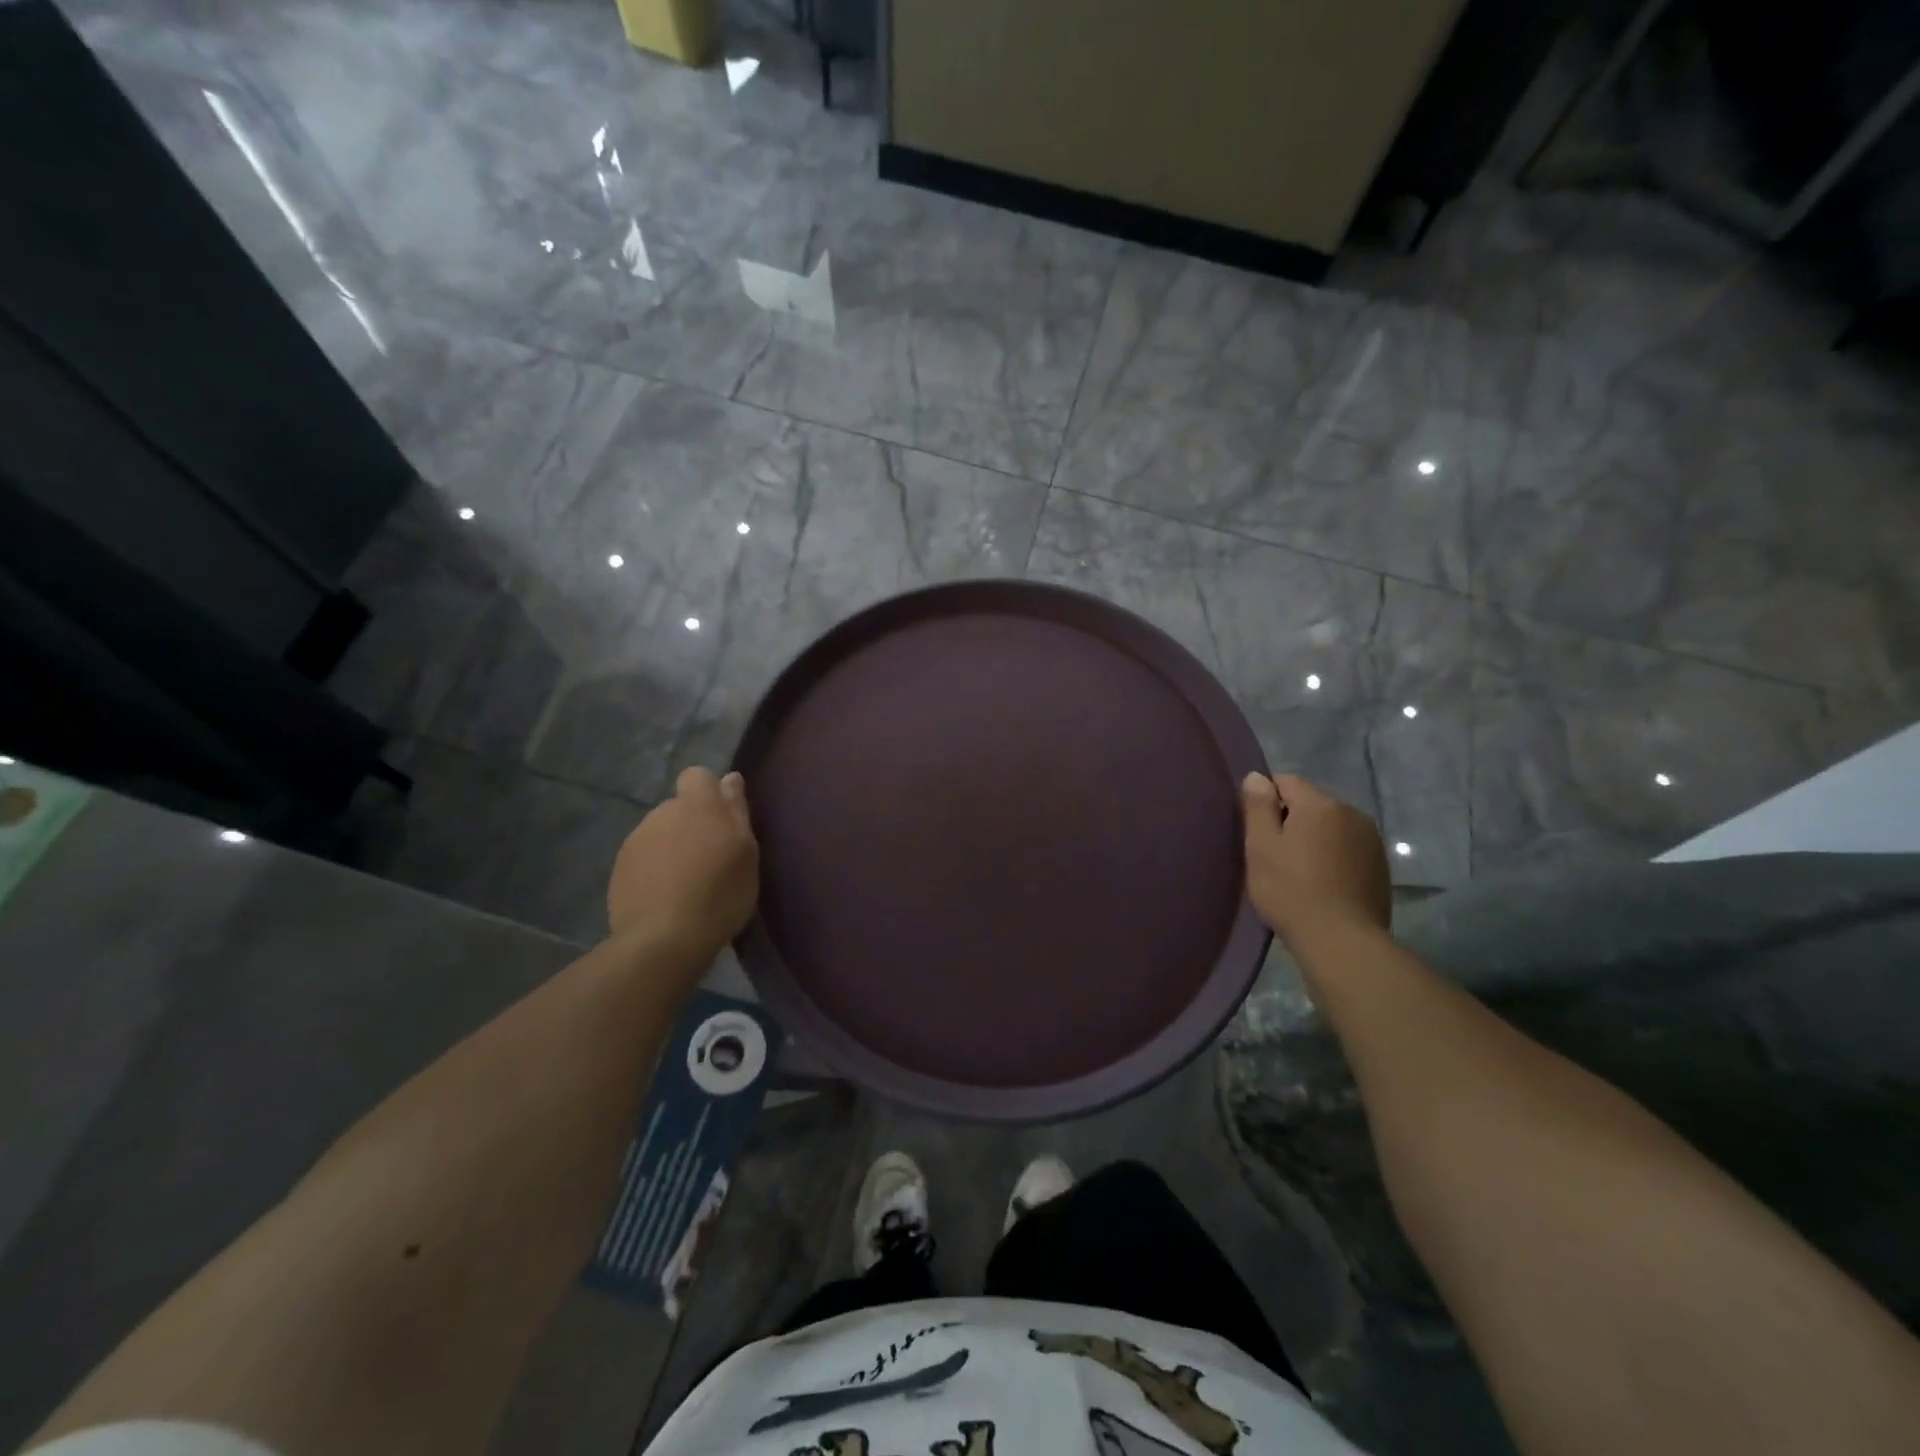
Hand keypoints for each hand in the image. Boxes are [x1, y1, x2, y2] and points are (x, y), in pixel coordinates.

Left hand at [607, 767, 758, 964]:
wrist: (663, 939)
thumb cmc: (719, 893)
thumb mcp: (745, 852)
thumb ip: (736, 810)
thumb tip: (729, 778)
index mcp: (697, 805)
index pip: (697, 776)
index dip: (709, 792)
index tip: (723, 819)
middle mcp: (662, 813)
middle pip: (679, 807)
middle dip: (693, 824)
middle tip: (711, 858)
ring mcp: (636, 840)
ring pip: (660, 833)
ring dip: (673, 847)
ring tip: (688, 882)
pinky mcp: (619, 868)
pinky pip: (643, 858)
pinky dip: (655, 870)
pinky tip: (666, 896)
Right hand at [1241, 772, 1390, 947]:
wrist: (1341, 940)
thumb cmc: (1290, 890)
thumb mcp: (1260, 846)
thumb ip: (1258, 806)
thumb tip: (1257, 776)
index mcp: (1320, 804)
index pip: (1286, 781)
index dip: (1267, 802)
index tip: (1258, 833)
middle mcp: (1351, 812)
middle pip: (1311, 803)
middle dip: (1292, 820)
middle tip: (1275, 856)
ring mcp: (1371, 840)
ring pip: (1331, 826)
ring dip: (1315, 839)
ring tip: (1300, 872)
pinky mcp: (1380, 866)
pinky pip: (1348, 847)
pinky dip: (1333, 857)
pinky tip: (1324, 884)